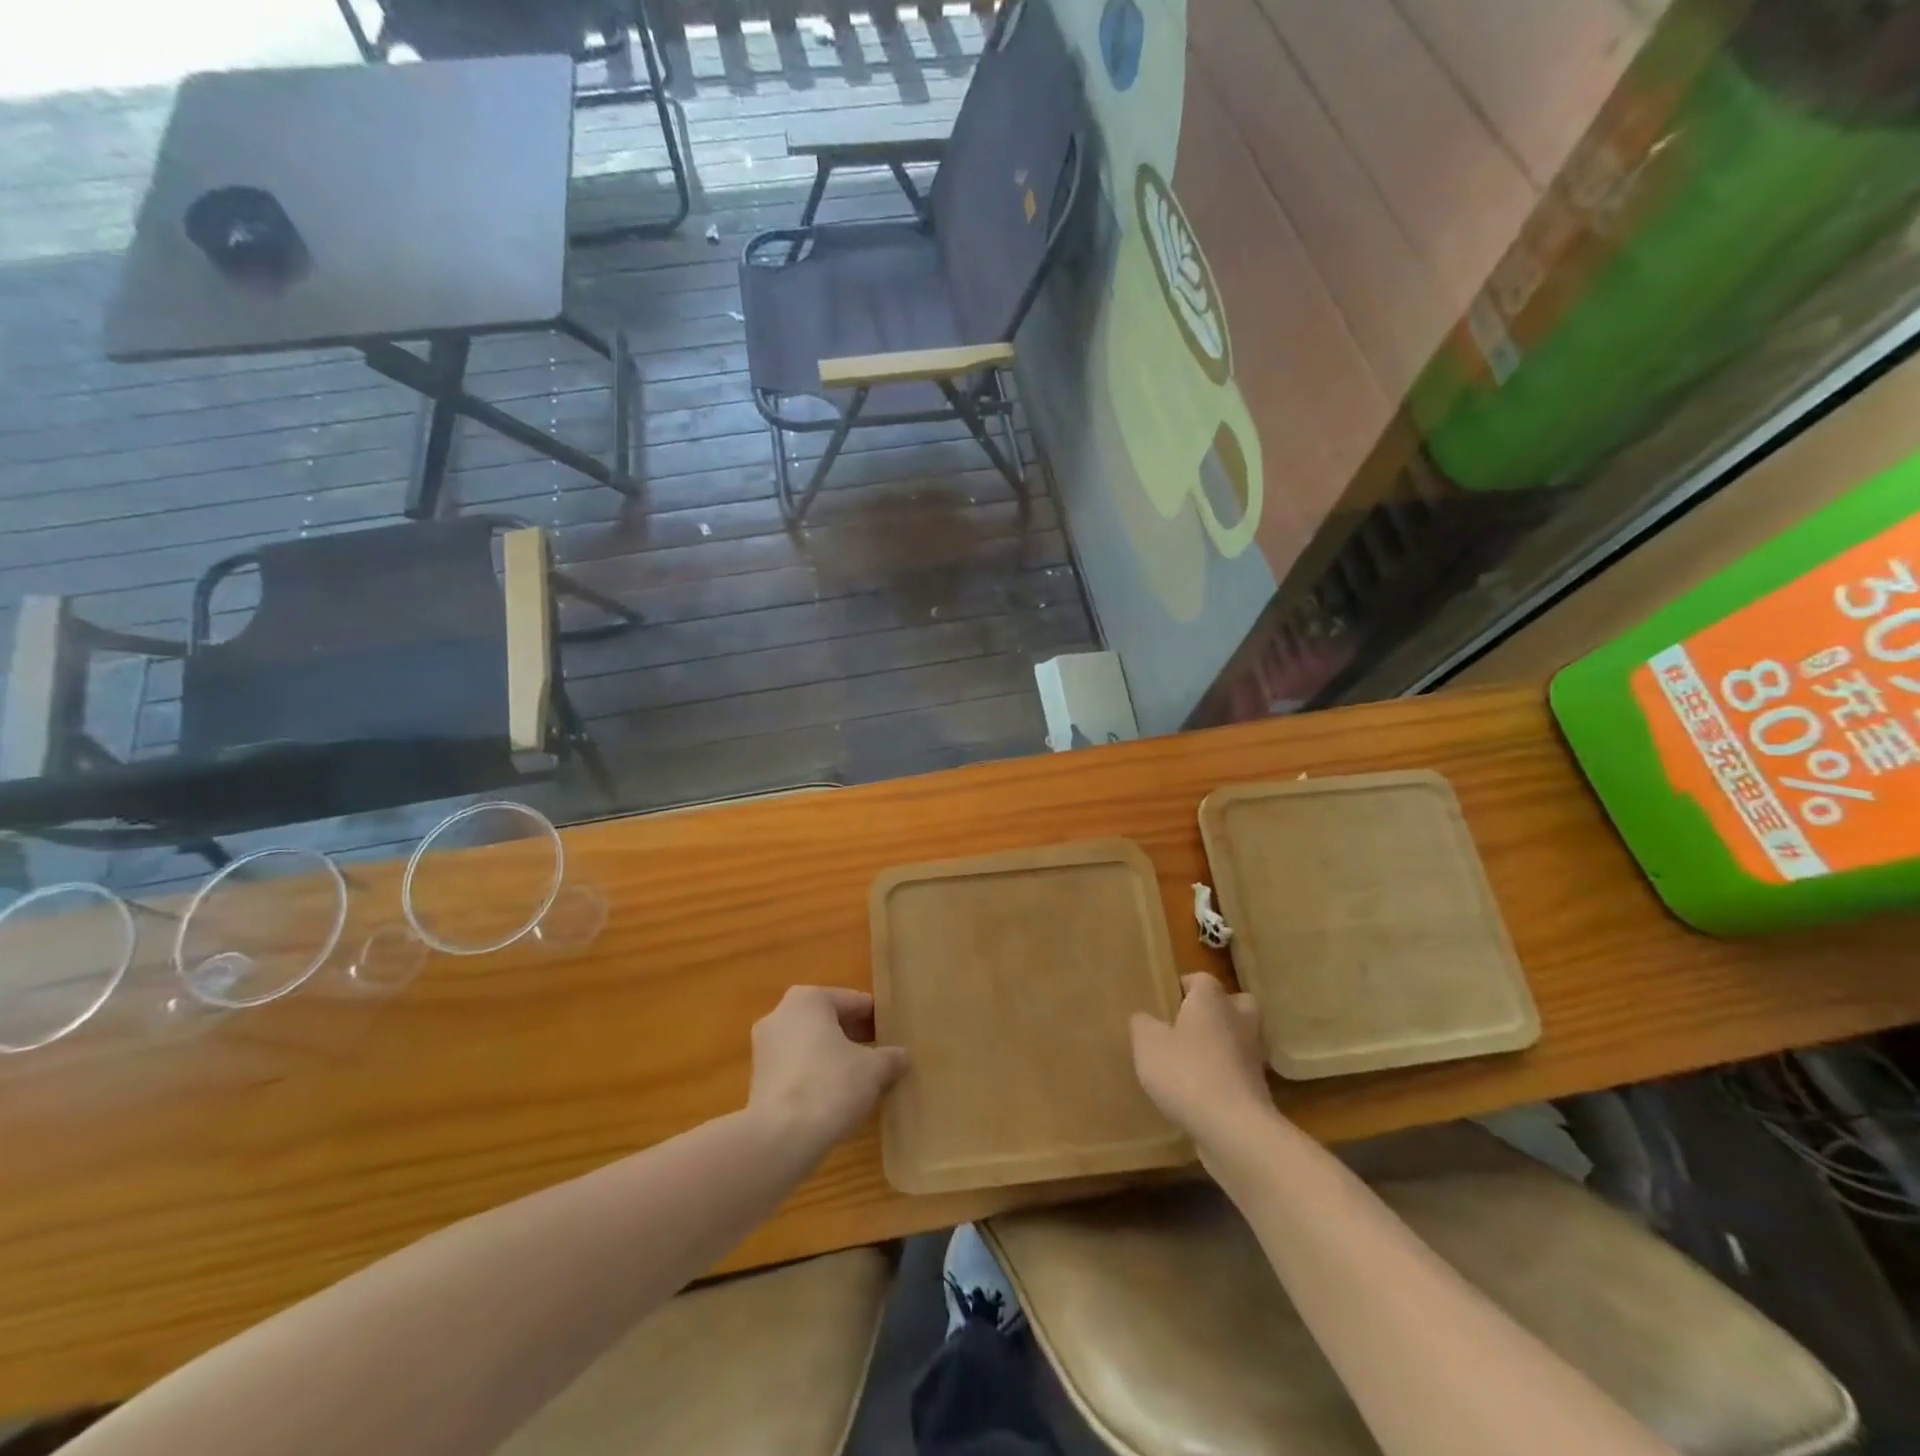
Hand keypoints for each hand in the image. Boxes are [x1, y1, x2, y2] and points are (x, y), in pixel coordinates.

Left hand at [748, 986, 909, 1160]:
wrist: (778, 1140)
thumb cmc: (830, 1086)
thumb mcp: (874, 1070)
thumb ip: (891, 1057)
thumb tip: (903, 1056)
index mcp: (808, 999)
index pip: (855, 1002)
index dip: (878, 1020)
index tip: (896, 1037)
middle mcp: (781, 1014)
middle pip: (830, 1021)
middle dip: (856, 1038)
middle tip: (883, 1057)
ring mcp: (765, 1048)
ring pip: (812, 1045)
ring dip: (837, 1058)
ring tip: (863, 1081)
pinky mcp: (758, 1080)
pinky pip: (798, 1068)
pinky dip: (817, 1076)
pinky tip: (837, 1099)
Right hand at [1131, 973, 1270, 1148]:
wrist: (1234, 1128)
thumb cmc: (1186, 1072)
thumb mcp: (1148, 1044)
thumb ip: (1143, 1025)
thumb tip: (1145, 1019)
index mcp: (1211, 1000)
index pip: (1202, 979)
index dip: (1185, 986)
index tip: (1167, 1000)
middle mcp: (1238, 1020)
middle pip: (1235, 1003)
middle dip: (1217, 1010)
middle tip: (1190, 1024)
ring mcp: (1253, 1056)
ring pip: (1240, 1038)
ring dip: (1222, 1045)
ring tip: (1192, 1060)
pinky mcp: (1258, 1090)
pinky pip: (1239, 1072)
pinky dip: (1225, 1076)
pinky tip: (1201, 1091)